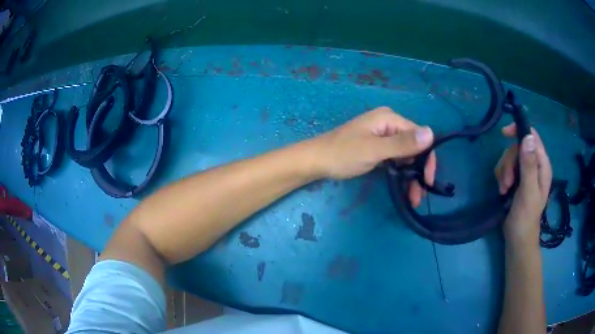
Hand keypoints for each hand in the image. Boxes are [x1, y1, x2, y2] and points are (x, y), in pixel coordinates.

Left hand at [313, 107, 435, 206]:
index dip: (427, 158)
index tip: (427, 182)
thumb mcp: (374, 150)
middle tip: (419, 195)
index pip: (419, 136)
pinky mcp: (377, 147)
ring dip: (412, 175)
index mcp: (389, 118)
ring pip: (406, 155)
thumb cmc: (343, 154)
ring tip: (413, 197)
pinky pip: (396, 159)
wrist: (316, 161)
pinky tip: (404, 187)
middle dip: (419, 170)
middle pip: (414, 146)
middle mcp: (389, 124)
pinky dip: (401, 172)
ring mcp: (383, 136)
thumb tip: (431, 133)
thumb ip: (402, 143)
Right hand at [494, 124, 551, 244]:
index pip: (532, 136)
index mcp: (542, 165)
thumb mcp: (528, 191)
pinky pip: (505, 167)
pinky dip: (501, 177)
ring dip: (504, 172)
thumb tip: (527, 136)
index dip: (519, 131)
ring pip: (509, 157)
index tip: (504, 134)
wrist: (517, 238)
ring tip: (504, 189)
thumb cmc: (526, 217)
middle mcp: (534, 165)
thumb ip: (529, 165)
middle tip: (507, 182)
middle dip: (509, 162)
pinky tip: (503, 190)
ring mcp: (524, 172)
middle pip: (518, 147)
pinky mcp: (516, 179)